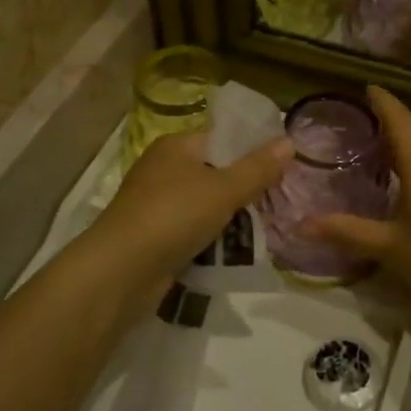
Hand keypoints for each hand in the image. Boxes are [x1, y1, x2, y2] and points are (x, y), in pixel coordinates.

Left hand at [89, 131, 292, 297]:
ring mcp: (157, 205)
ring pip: (207, 205)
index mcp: (176, 146)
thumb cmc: (174, 215)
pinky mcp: (156, 237)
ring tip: (268, 228)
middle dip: (246, 189)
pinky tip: (238, 251)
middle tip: (282, 202)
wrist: (121, 271)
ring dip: (232, 218)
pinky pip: (194, 232)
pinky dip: (213, 240)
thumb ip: (258, 168)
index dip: (253, 150)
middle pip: (216, 172)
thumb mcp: (224, 189)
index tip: (286, 167)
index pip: (223, 138)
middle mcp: (164, 169)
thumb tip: (289, 141)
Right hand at [311, 87, 410, 313]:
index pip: (397, 117)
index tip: (363, 87)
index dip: (380, 100)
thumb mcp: (389, 246)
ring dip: (402, 141)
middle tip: (355, 122)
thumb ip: (347, 231)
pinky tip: (403, 179)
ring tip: (374, 147)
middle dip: (387, 120)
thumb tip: (302, 224)